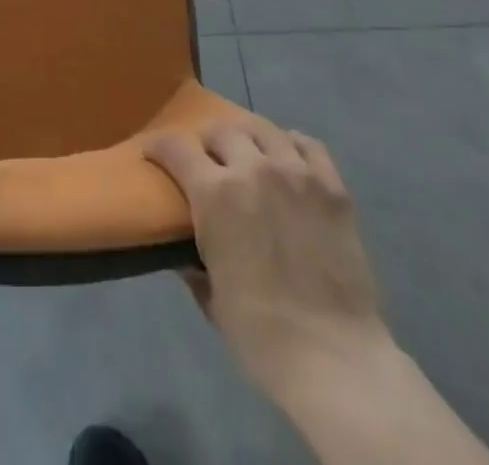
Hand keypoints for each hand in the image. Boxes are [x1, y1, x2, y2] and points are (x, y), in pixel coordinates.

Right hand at [144, 118, 386, 414]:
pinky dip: (291, 145)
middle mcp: (253, 168)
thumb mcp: (212, 299)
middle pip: (221, 130)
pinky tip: (288, 160)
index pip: (176, 147)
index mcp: (215, 194)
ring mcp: (297, 172)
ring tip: (247, 154)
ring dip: (247, 139)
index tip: (153, 152)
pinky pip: (308, 144)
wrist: (335, 360)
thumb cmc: (262, 337)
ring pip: (262, 128)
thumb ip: (194, 264)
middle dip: (207, 142)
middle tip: (207, 162)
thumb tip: (183, 252)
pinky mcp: (332, 185)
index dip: (159, 145)